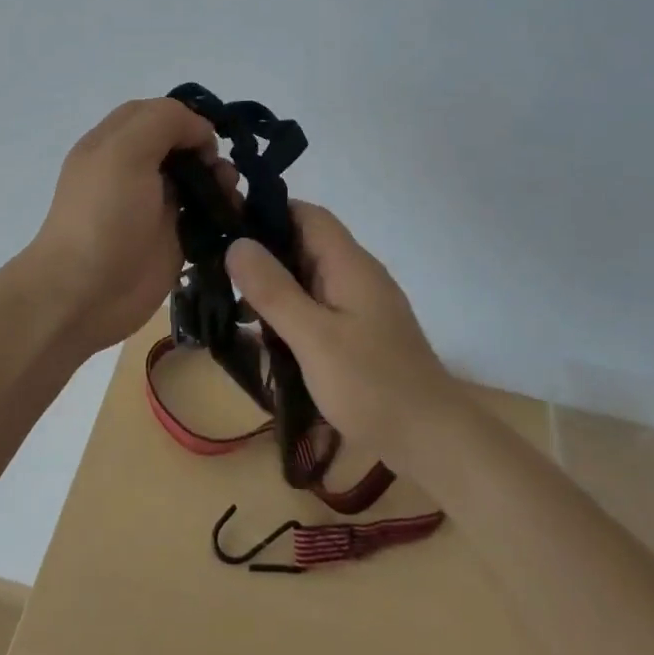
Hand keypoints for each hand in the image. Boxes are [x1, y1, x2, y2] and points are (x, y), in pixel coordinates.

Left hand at [22, 99, 234, 355]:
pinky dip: (224, 212)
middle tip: (221, 172)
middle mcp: (134, 170)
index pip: (156, 114)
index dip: (186, 119)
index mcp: (114, 143)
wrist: (85, 294)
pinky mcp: (173, 239)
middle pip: (181, 145)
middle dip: (208, 151)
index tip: (208, 139)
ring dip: (220, 181)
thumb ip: (164, 121)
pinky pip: (205, 216)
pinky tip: (234, 217)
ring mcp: (154, 206)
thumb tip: (201, 133)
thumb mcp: (124, 151)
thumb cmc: (103, 216)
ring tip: (230, 197)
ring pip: (197, 179)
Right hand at [225, 201, 457, 465]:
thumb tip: (237, 243)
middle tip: (219, 273)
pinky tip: (267, 336)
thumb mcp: (314, 337)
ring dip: (276, 287)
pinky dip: (291, 313)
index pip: (307, 215)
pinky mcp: (361, 333)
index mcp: (349, 264)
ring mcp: (362, 305)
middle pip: (306, 244)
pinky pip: (319, 307)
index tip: (226, 228)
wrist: (433, 441)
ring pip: (310, 278)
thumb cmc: (372, 385)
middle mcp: (357, 275)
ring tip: (235, 307)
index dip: (267, 213)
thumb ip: (274, 290)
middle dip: (264, 254)